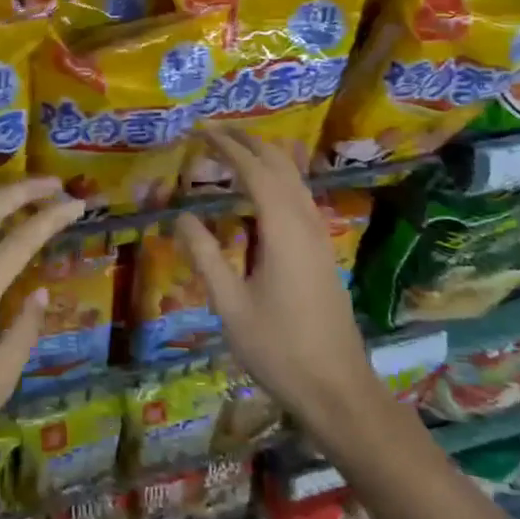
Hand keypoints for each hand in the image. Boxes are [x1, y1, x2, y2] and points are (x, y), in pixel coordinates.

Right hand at [175, 128, 388, 451]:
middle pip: (280, 165)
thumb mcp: (230, 306)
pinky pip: (300, 197)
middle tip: (214, 131)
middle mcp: (306, 222)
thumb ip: (205, 256)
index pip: (254, 170)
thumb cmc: (279, 349)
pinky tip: (264, 190)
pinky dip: (278, 179)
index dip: (227, 146)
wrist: (338, 389)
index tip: (200, 129)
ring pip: (295, 179)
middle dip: (248, 142)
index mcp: (283, 229)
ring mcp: (319, 236)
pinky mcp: (323, 252)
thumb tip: (181, 216)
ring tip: (234, 149)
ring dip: (266, 157)